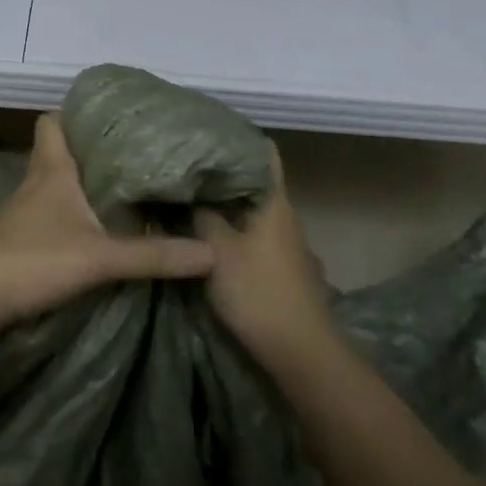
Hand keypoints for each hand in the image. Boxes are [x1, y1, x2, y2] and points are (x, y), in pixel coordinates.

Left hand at [0, 114, 213, 339]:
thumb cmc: (32, 260)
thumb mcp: (99, 258)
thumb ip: (153, 256)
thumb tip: (210, 255)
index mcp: (52, 171)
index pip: (52, 122)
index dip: (73, 112)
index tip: (107, 113)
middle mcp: (36, 184)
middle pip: (58, 151)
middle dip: (89, 148)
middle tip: (131, 150)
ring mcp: (24, 213)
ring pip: (55, 184)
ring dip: (81, 182)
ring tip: (122, 186)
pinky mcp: (20, 240)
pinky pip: (50, 213)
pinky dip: (71, 213)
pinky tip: (93, 228)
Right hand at [192, 148, 335, 367]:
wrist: (300, 351)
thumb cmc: (258, 291)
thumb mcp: (217, 251)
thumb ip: (200, 218)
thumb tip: (186, 194)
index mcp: (275, 202)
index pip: (263, 154)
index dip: (238, 140)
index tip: (206, 133)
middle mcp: (286, 216)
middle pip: (254, 183)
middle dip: (222, 175)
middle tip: (185, 168)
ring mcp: (288, 244)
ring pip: (253, 212)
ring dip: (226, 205)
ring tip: (190, 199)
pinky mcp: (284, 268)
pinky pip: (255, 236)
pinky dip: (234, 230)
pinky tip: (209, 237)